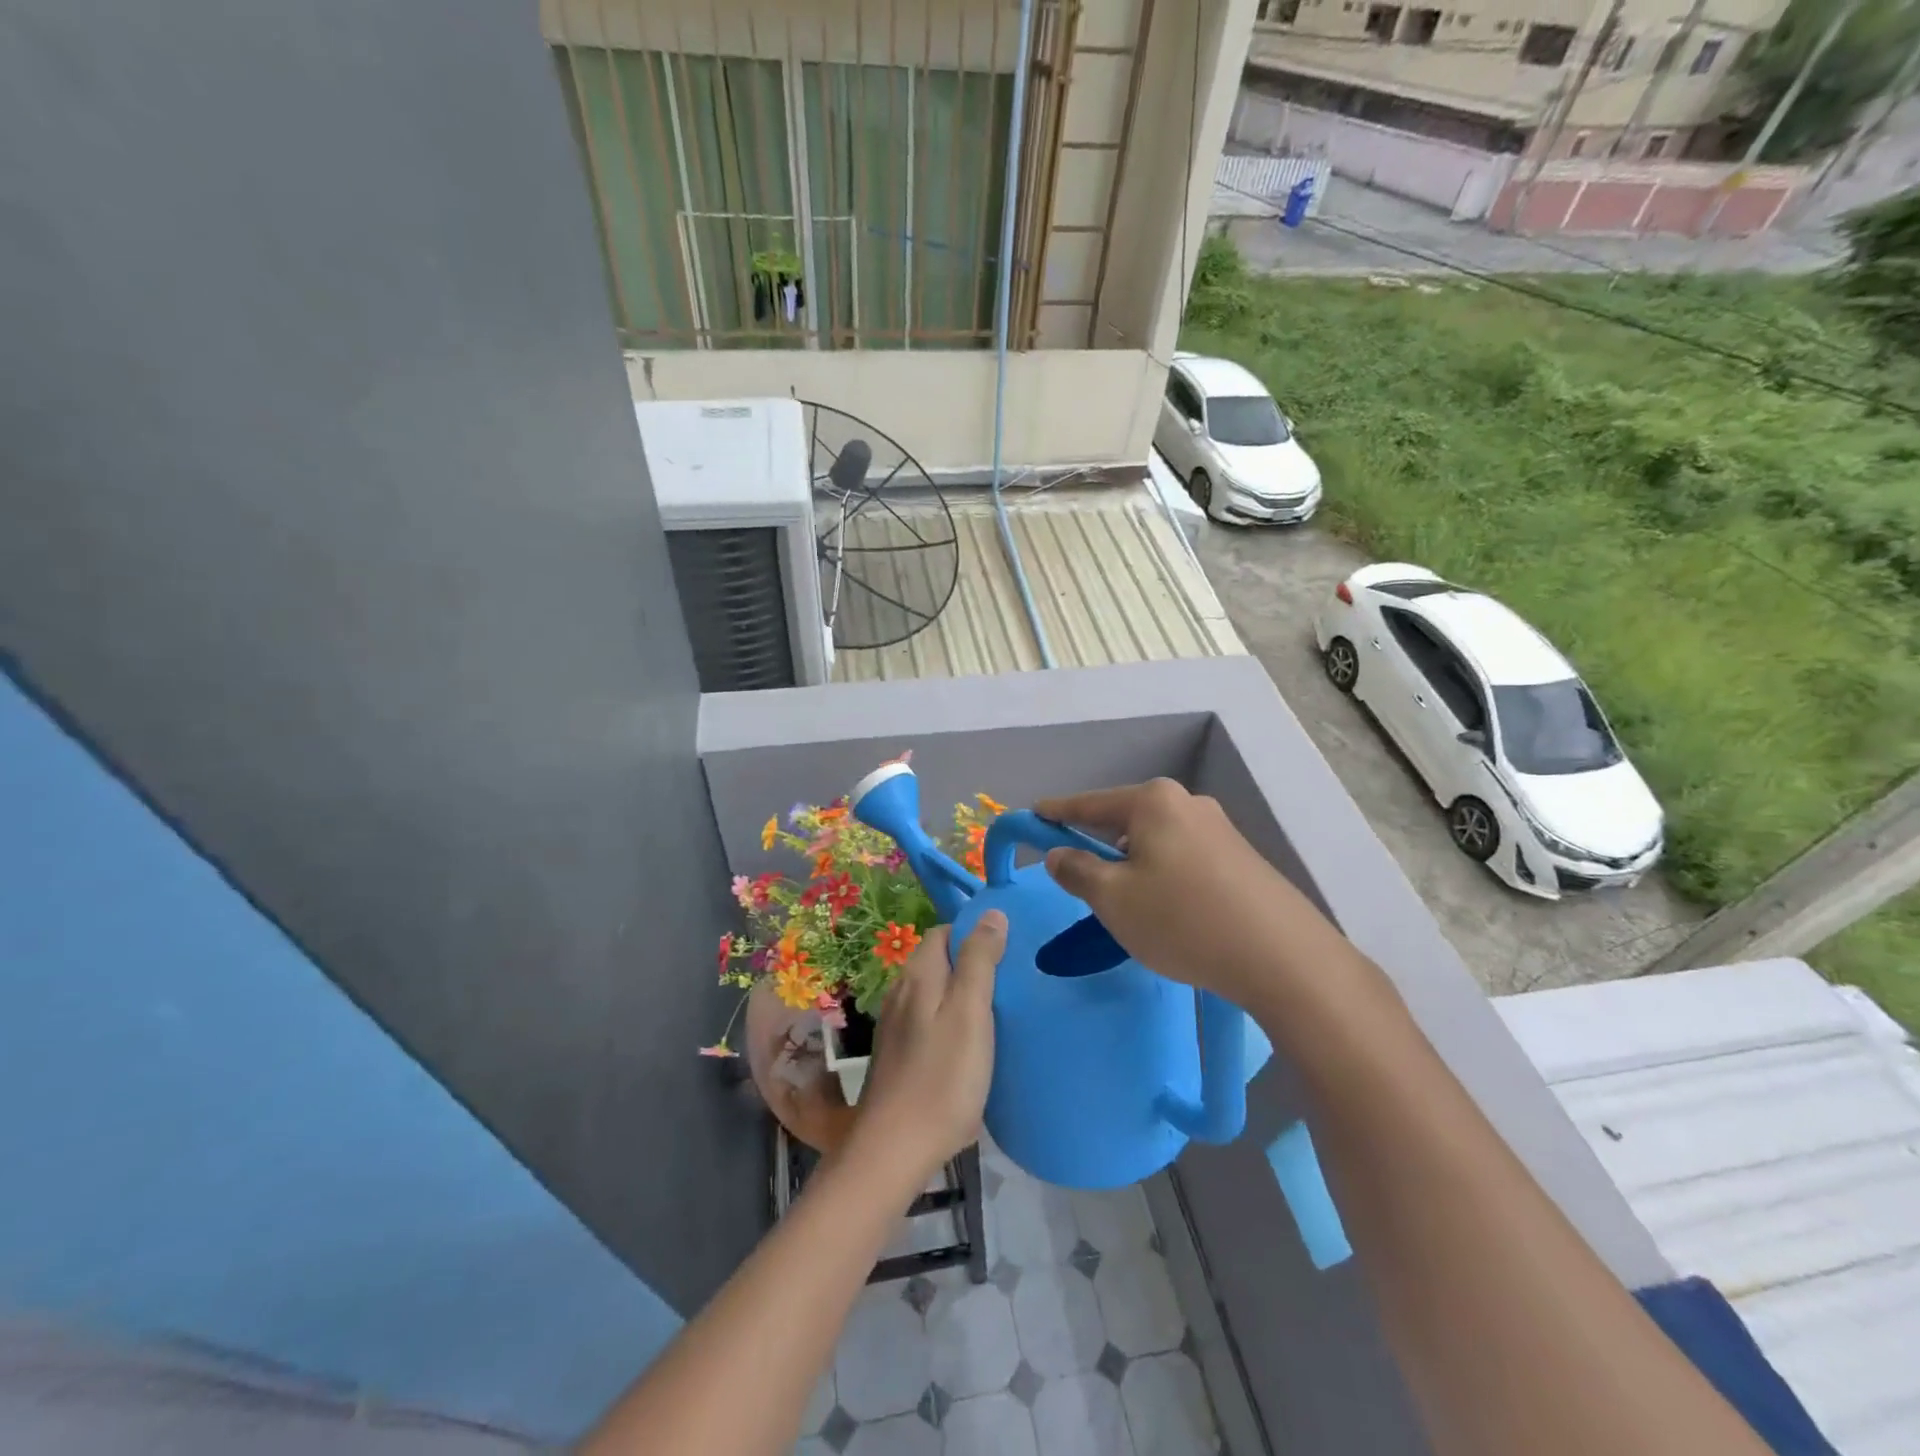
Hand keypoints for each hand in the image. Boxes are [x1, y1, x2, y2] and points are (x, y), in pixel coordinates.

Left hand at [847, 912, 1005, 1189]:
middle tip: (1012, 983)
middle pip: (939, 962)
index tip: (1010, 951)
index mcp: (918, 975)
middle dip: (972, 964)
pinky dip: (952, 1022)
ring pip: (935, 993)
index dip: (975, 934)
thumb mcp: (970, 1011)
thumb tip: (991, 912)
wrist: (894, 1150)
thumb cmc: (942, 1077)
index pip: (944, 932)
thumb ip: (980, 960)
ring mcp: (896, 1026)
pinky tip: (972, 1046)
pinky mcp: (899, 1056)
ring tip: (999, 1013)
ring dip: (963, 995)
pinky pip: (930, 1022)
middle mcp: (901, 992)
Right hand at [1035, 780, 1342, 1003]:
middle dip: (1099, 847)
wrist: (1283, 957)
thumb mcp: (1113, 899)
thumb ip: (1077, 871)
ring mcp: (1219, 829)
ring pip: (1155, 843)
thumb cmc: (1182, 920)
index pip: (1089, 803)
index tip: (1033, 815)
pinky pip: (1183, 858)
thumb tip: (1059, 854)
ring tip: (1132, 909)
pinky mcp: (1240, 858)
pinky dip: (1163, 877)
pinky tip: (1170, 913)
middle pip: (1125, 821)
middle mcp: (1187, 803)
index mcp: (1153, 801)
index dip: (1056, 812)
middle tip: (1083, 883)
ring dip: (1134, 867)